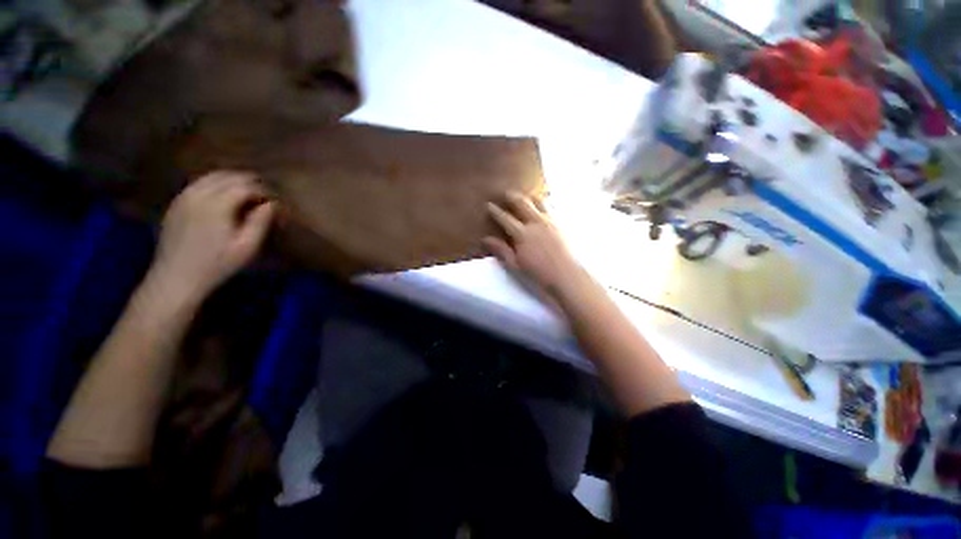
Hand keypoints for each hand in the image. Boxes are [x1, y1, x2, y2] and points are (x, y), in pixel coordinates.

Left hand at [148, 171, 274, 304]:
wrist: (176, 278)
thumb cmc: (217, 264)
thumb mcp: (247, 247)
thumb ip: (260, 222)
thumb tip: (272, 204)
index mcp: (216, 205)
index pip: (245, 186)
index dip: (263, 191)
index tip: (275, 202)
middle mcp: (197, 194)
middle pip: (227, 176)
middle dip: (249, 183)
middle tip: (264, 197)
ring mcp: (183, 197)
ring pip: (211, 176)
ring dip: (232, 181)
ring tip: (247, 195)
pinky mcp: (175, 203)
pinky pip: (198, 184)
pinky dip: (215, 185)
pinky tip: (223, 198)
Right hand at [484, 191, 587, 301]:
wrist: (566, 275)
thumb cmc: (538, 273)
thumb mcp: (515, 264)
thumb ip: (501, 250)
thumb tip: (486, 239)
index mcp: (522, 234)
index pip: (505, 218)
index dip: (495, 211)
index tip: (488, 205)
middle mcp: (536, 222)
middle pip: (522, 203)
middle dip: (512, 196)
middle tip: (506, 193)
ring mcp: (550, 221)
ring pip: (538, 201)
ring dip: (529, 197)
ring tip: (525, 196)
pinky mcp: (561, 224)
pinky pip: (551, 207)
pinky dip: (544, 203)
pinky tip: (543, 205)